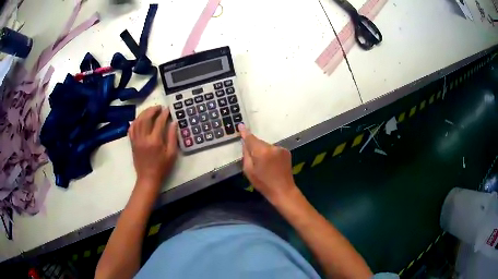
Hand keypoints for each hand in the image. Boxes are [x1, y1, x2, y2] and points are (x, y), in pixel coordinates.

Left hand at [128, 106, 177, 186]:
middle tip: (159, 107)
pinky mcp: (132, 143)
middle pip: (145, 118)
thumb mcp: (171, 154)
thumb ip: (172, 137)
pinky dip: (135, 121)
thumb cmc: (162, 167)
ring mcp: (136, 140)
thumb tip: (174, 122)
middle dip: (152, 110)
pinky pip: (131, 129)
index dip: (164, 114)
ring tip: (150, 110)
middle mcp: (143, 138)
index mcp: (155, 141)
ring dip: (143, 113)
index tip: (168, 109)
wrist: (148, 178)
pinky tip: (139, 119)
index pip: (159, 122)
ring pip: (137, 121)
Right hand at [238, 124, 297, 202]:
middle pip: (259, 143)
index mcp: (262, 152)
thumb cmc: (263, 183)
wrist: (283, 190)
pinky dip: (271, 154)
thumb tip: (245, 143)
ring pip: (266, 146)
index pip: (251, 139)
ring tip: (264, 165)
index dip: (244, 133)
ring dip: (263, 151)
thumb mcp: (249, 171)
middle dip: (254, 147)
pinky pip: (274, 149)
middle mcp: (272, 147)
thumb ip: (246, 154)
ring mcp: (281, 149)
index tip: (240, 125)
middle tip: (253, 160)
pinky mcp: (286, 152)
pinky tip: (271, 164)